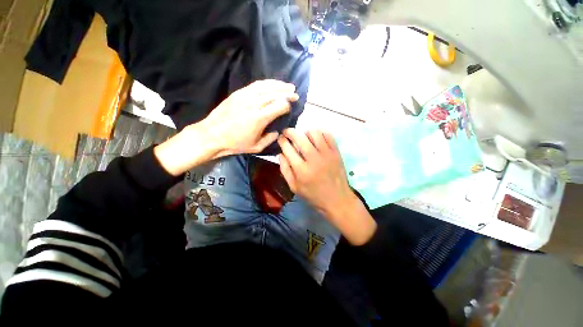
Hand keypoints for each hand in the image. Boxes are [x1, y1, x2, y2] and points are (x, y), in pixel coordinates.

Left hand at [154, 80, 297, 175]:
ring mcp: (245, 96)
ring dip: (279, 85)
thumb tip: (278, 132)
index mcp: (260, 118)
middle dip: (287, 93)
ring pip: (266, 86)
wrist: (212, 134)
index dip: (287, 106)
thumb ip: (270, 139)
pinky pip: (255, 85)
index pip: (280, 106)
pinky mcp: (238, 93)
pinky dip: (266, 83)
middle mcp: (254, 104)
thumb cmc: (235, 143)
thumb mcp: (256, 147)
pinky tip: (272, 84)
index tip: (290, 108)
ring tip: (287, 85)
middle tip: (295, 93)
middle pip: (275, 93)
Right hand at [277, 128, 376, 244]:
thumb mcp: (294, 187)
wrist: (337, 199)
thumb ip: (285, 170)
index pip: (288, 149)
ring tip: (303, 137)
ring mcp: (327, 154)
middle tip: (287, 132)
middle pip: (300, 137)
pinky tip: (316, 139)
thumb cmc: (313, 195)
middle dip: (290, 131)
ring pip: (314, 133)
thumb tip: (280, 154)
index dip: (282, 141)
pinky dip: (320, 133)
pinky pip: (328, 135)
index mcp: (302, 170)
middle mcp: (314, 159)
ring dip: (305, 132)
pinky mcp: (336, 152)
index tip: (280, 139)